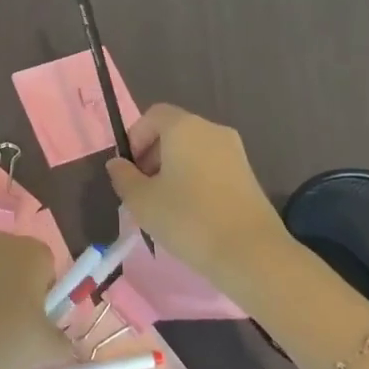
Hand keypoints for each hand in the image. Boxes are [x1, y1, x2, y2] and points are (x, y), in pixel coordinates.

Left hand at [0, 231, 76, 368]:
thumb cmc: (9, 335)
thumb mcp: (49, 349)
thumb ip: (65, 346)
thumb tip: (66, 348)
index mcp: (34, 250)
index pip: (50, 267)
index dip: (48, 297)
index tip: (41, 323)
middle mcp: (3, 241)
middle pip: (21, 268)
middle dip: (22, 294)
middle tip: (20, 330)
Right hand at [106, 105, 289, 296]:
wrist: (251, 253)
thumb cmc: (188, 219)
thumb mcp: (141, 201)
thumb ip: (123, 177)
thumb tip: (117, 164)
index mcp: (184, 127)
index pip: (153, 116)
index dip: (135, 137)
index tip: (129, 169)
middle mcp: (211, 130)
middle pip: (174, 132)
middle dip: (152, 155)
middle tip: (142, 190)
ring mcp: (234, 152)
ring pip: (193, 151)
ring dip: (173, 170)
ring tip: (165, 205)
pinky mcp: (247, 175)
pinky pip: (211, 167)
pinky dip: (195, 180)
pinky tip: (190, 213)